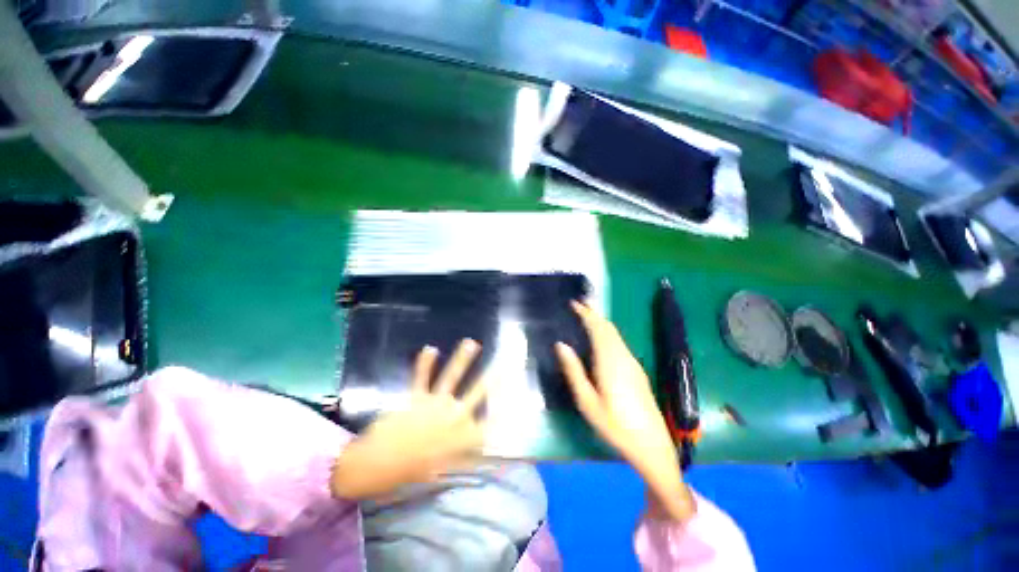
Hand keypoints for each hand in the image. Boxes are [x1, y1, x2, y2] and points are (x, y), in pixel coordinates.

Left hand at [330, 339, 487, 500]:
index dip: (502, 411)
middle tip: (503, 363)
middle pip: (477, 392)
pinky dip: (426, 363)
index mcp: (463, 436)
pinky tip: (430, 349)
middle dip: (492, 377)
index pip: (489, 423)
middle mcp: (454, 415)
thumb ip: (464, 459)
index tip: (512, 400)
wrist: (380, 465)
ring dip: (463, 358)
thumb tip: (481, 452)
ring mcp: (436, 403)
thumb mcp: (444, 471)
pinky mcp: (417, 397)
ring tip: (471, 343)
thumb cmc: (414, 473)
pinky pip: (422, 376)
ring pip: (453, 376)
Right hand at [556, 302, 694, 521]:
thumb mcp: (587, 402)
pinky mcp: (636, 369)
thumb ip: (573, 371)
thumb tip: (561, 345)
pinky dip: (607, 332)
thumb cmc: (614, 425)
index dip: (586, 313)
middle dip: (594, 313)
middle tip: (579, 304)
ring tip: (586, 315)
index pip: (597, 328)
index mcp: (610, 361)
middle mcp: (623, 356)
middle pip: (608, 328)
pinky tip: (600, 337)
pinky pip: (619, 342)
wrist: (652, 445)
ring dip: (601, 322)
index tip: (574, 303)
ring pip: (615, 334)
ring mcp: (632, 362)